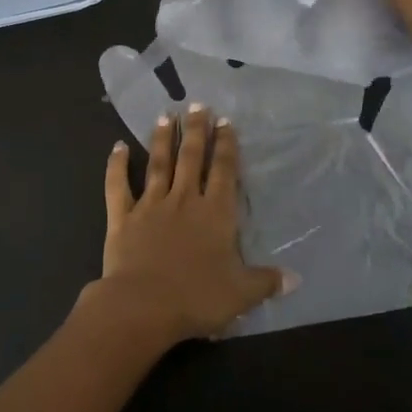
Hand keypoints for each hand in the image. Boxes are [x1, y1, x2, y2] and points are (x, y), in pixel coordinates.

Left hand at [77, 103, 291, 349]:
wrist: (143, 306)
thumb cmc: (197, 298)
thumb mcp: (241, 294)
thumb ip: (266, 281)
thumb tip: (296, 279)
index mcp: (216, 214)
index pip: (224, 171)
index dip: (226, 146)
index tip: (225, 121)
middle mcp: (184, 201)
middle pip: (192, 158)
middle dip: (196, 130)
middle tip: (197, 105)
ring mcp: (151, 206)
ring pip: (158, 164)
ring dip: (162, 139)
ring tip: (165, 115)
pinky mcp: (122, 217)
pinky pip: (118, 186)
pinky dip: (116, 165)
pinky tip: (117, 147)